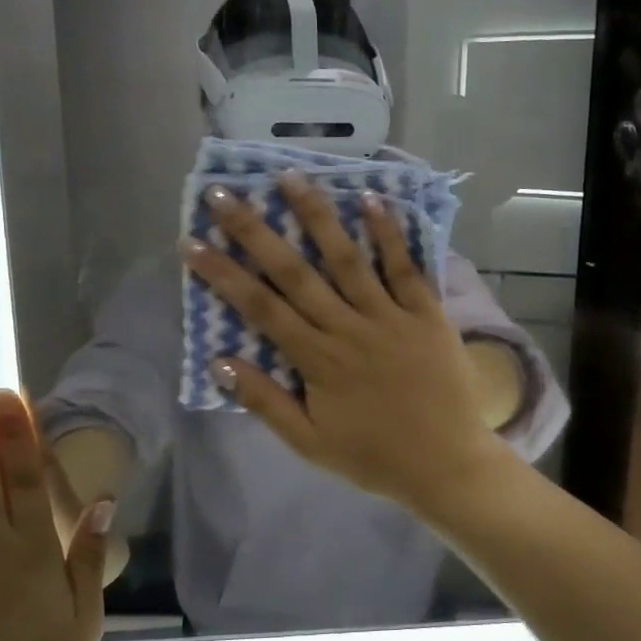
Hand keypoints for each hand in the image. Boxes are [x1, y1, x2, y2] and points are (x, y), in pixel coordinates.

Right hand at [181, 175, 508, 511]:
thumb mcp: (311, 443)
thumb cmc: (375, 457)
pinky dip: (389, 234)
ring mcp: (390, 316)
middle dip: (256, 232)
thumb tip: (220, 361)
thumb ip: (266, 402)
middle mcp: (348, 328)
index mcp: (318, 360)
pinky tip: (371, 200)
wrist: (447, 463)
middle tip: (225, 195)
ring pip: (347, 258)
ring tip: (290, 177)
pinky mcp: (427, 313)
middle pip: (295, 273)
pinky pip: (406, 268)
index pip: (260, 309)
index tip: (193, 243)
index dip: (224, 274)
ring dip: (316, 216)